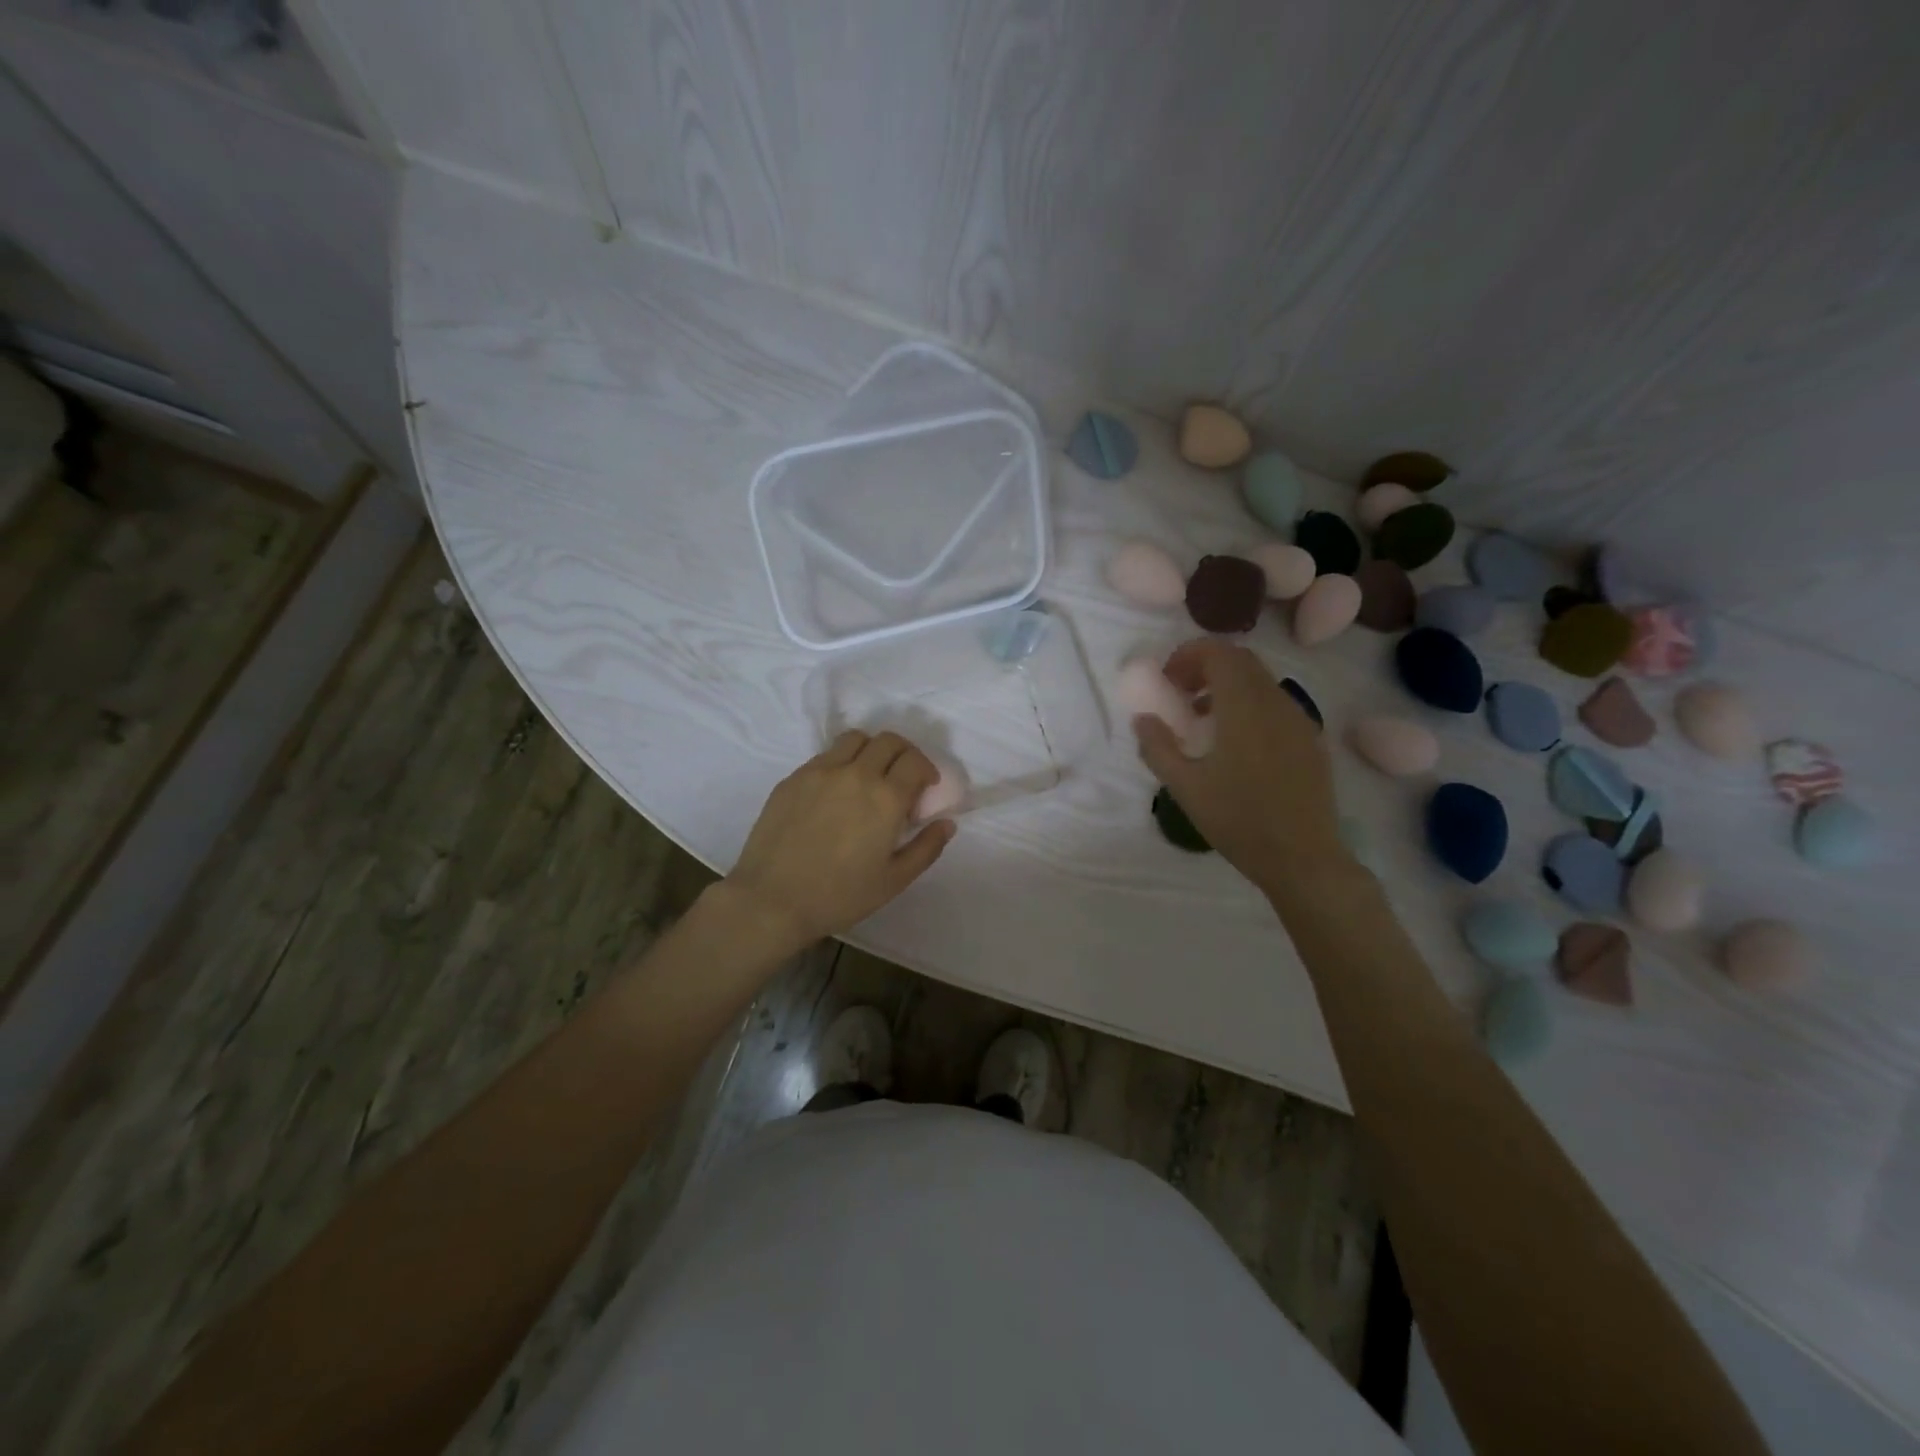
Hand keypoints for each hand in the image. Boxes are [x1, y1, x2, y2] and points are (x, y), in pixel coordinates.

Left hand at [726, 730, 955, 949]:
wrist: (772, 900)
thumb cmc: (839, 896)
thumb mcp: (893, 880)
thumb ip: (926, 848)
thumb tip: (947, 823)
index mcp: (885, 798)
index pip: (915, 761)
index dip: (926, 770)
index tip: (925, 787)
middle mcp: (856, 773)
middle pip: (888, 741)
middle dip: (904, 754)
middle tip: (902, 777)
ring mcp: (820, 771)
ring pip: (855, 739)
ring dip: (871, 750)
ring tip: (869, 775)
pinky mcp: (793, 778)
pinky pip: (825, 756)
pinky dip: (841, 762)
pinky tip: (835, 791)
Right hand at [1133, 639, 1342, 894]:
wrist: (1303, 858)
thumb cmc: (1238, 821)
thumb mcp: (1184, 787)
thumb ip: (1157, 747)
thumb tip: (1143, 718)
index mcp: (1243, 707)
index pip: (1218, 652)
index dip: (1188, 655)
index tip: (1167, 680)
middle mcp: (1276, 702)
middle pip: (1241, 660)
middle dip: (1206, 666)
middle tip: (1180, 694)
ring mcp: (1299, 719)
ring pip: (1260, 681)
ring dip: (1228, 686)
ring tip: (1202, 720)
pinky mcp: (1311, 739)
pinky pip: (1276, 704)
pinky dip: (1250, 704)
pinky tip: (1236, 743)